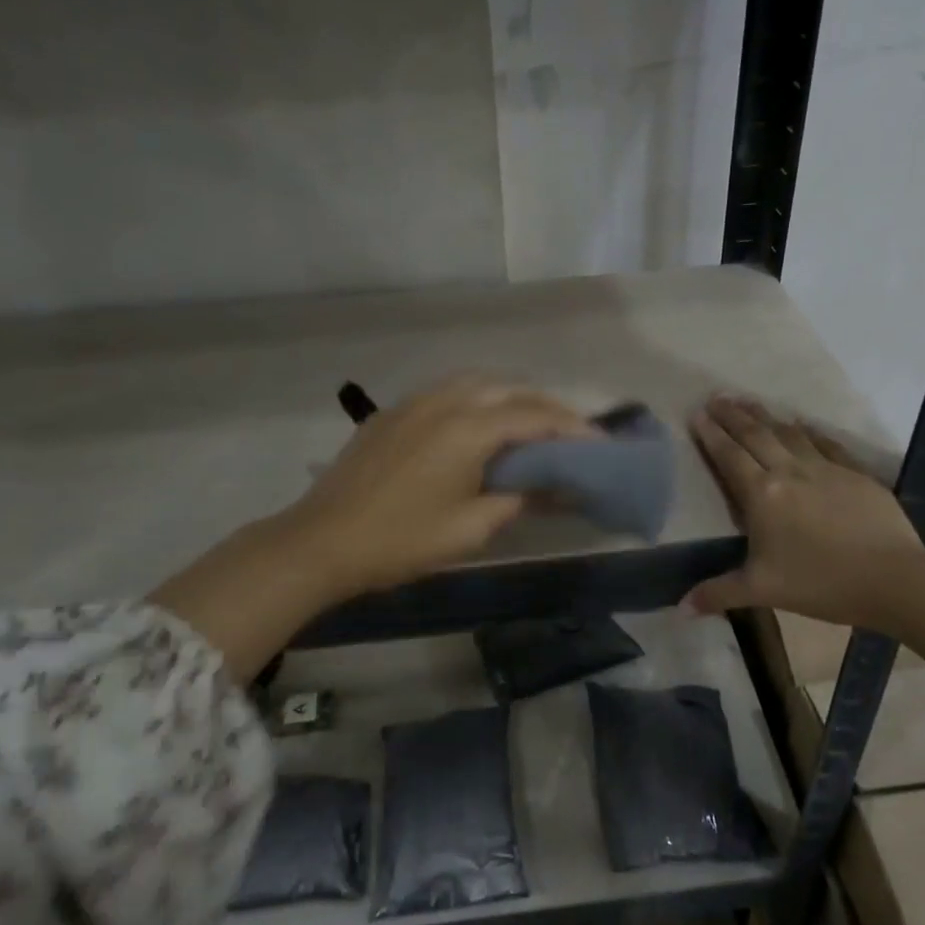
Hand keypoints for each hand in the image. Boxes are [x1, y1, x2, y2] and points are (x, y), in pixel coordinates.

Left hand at [282, 376, 596, 596]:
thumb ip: (517, 500)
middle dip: (546, 405)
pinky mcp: (391, 414)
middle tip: (571, 432)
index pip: (536, 416)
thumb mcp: (470, 528)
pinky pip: (446, 392)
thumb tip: (551, 488)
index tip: (602, 443)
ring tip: (530, 423)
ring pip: (476, 382)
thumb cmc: (401, 540)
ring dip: (510, 396)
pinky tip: (478, 425)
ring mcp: (413, 403)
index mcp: (468, 427)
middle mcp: (444, 401)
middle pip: (509, 388)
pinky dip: (476, 400)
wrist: (321, 542)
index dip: (574, 428)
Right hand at [685, 395, 924, 626]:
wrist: (894, 579)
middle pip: (755, 435)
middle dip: (733, 415)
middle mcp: (790, 472)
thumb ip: (719, 593)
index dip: (711, 434)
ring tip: (749, 402)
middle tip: (716, 397)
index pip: (730, 456)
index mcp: (762, 495)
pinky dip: (808, 431)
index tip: (697, 413)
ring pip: (789, 433)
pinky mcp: (855, 474)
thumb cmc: (821, 584)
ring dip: (765, 416)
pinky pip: (825, 443)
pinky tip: (802, 424)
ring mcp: (825, 469)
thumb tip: (681, 609)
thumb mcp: (763, 591)